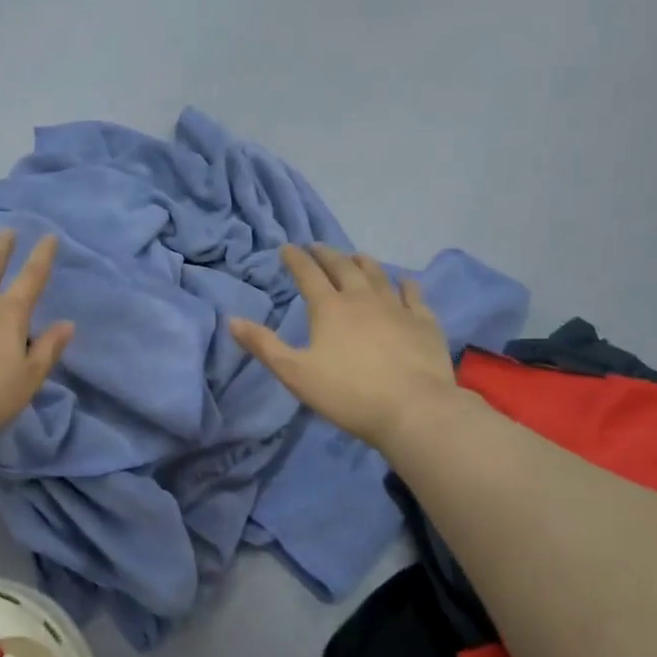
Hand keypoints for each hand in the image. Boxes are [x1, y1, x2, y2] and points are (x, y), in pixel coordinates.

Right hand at [229, 244, 456, 447]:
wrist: (413, 409)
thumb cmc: (347, 394)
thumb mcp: (295, 374)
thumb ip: (264, 346)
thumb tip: (232, 320)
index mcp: (329, 309)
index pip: (308, 275)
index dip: (296, 259)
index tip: (287, 248)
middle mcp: (363, 299)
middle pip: (343, 268)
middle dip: (327, 255)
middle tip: (318, 247)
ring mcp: (397, 308)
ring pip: (378, 275)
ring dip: (363, 263)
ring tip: (356, 256)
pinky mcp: (424, 323)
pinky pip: (414, 295)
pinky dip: (406, 285)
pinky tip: (405, 282)